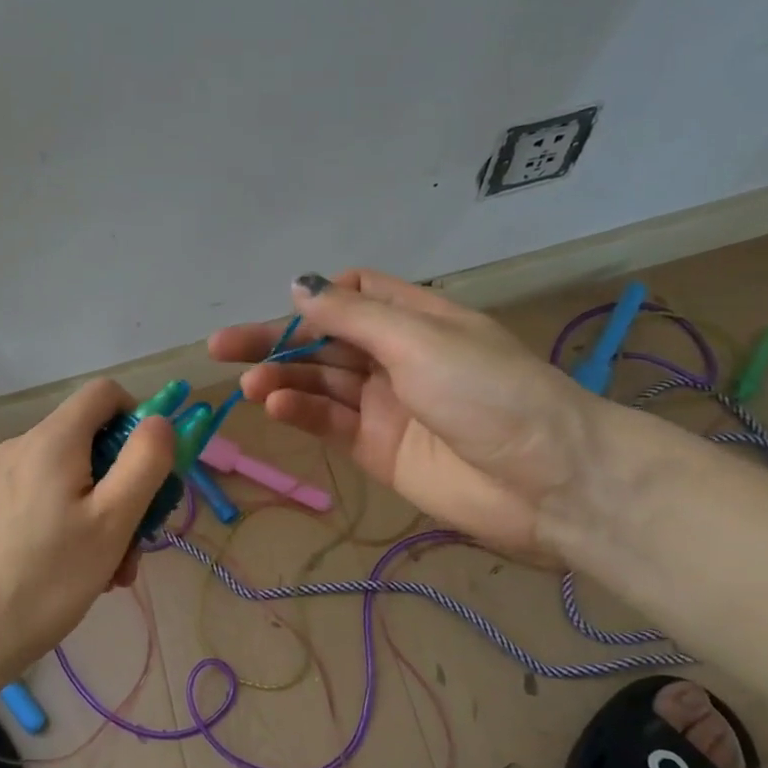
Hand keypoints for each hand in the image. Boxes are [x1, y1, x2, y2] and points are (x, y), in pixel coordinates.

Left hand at [0, 378, 176, 669]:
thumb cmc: (47, 577)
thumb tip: (160, 421)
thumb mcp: (113, 520)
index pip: (106, 393)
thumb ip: (145, 462)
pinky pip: (50, 498)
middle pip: (93, 440)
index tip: (151, 473)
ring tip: (112, 571)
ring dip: (105, 514)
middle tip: (137, 540)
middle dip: (127, 484)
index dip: (139, 420)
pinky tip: (81, 574)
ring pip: (75, 476)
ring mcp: (4, 478)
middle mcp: (24, 446)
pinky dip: (76, 524)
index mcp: (53, 439)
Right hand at [208, 270, 603, 565]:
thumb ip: (352, 315)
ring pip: (320, 383)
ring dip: (282, 379)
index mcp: (417, 319)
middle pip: (325, 341)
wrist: (547, 481)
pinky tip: (274, 404)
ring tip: (248, 385)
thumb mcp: (419, 340)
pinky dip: (300, 412)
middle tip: (221, 347)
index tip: (289, 305)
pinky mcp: (376, 449)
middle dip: (276, 341)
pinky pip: (329, 422)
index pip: (357, 294)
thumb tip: (298, 286)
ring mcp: (384, 406)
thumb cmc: (488, 391)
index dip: (320, 297)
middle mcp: (397, 358)